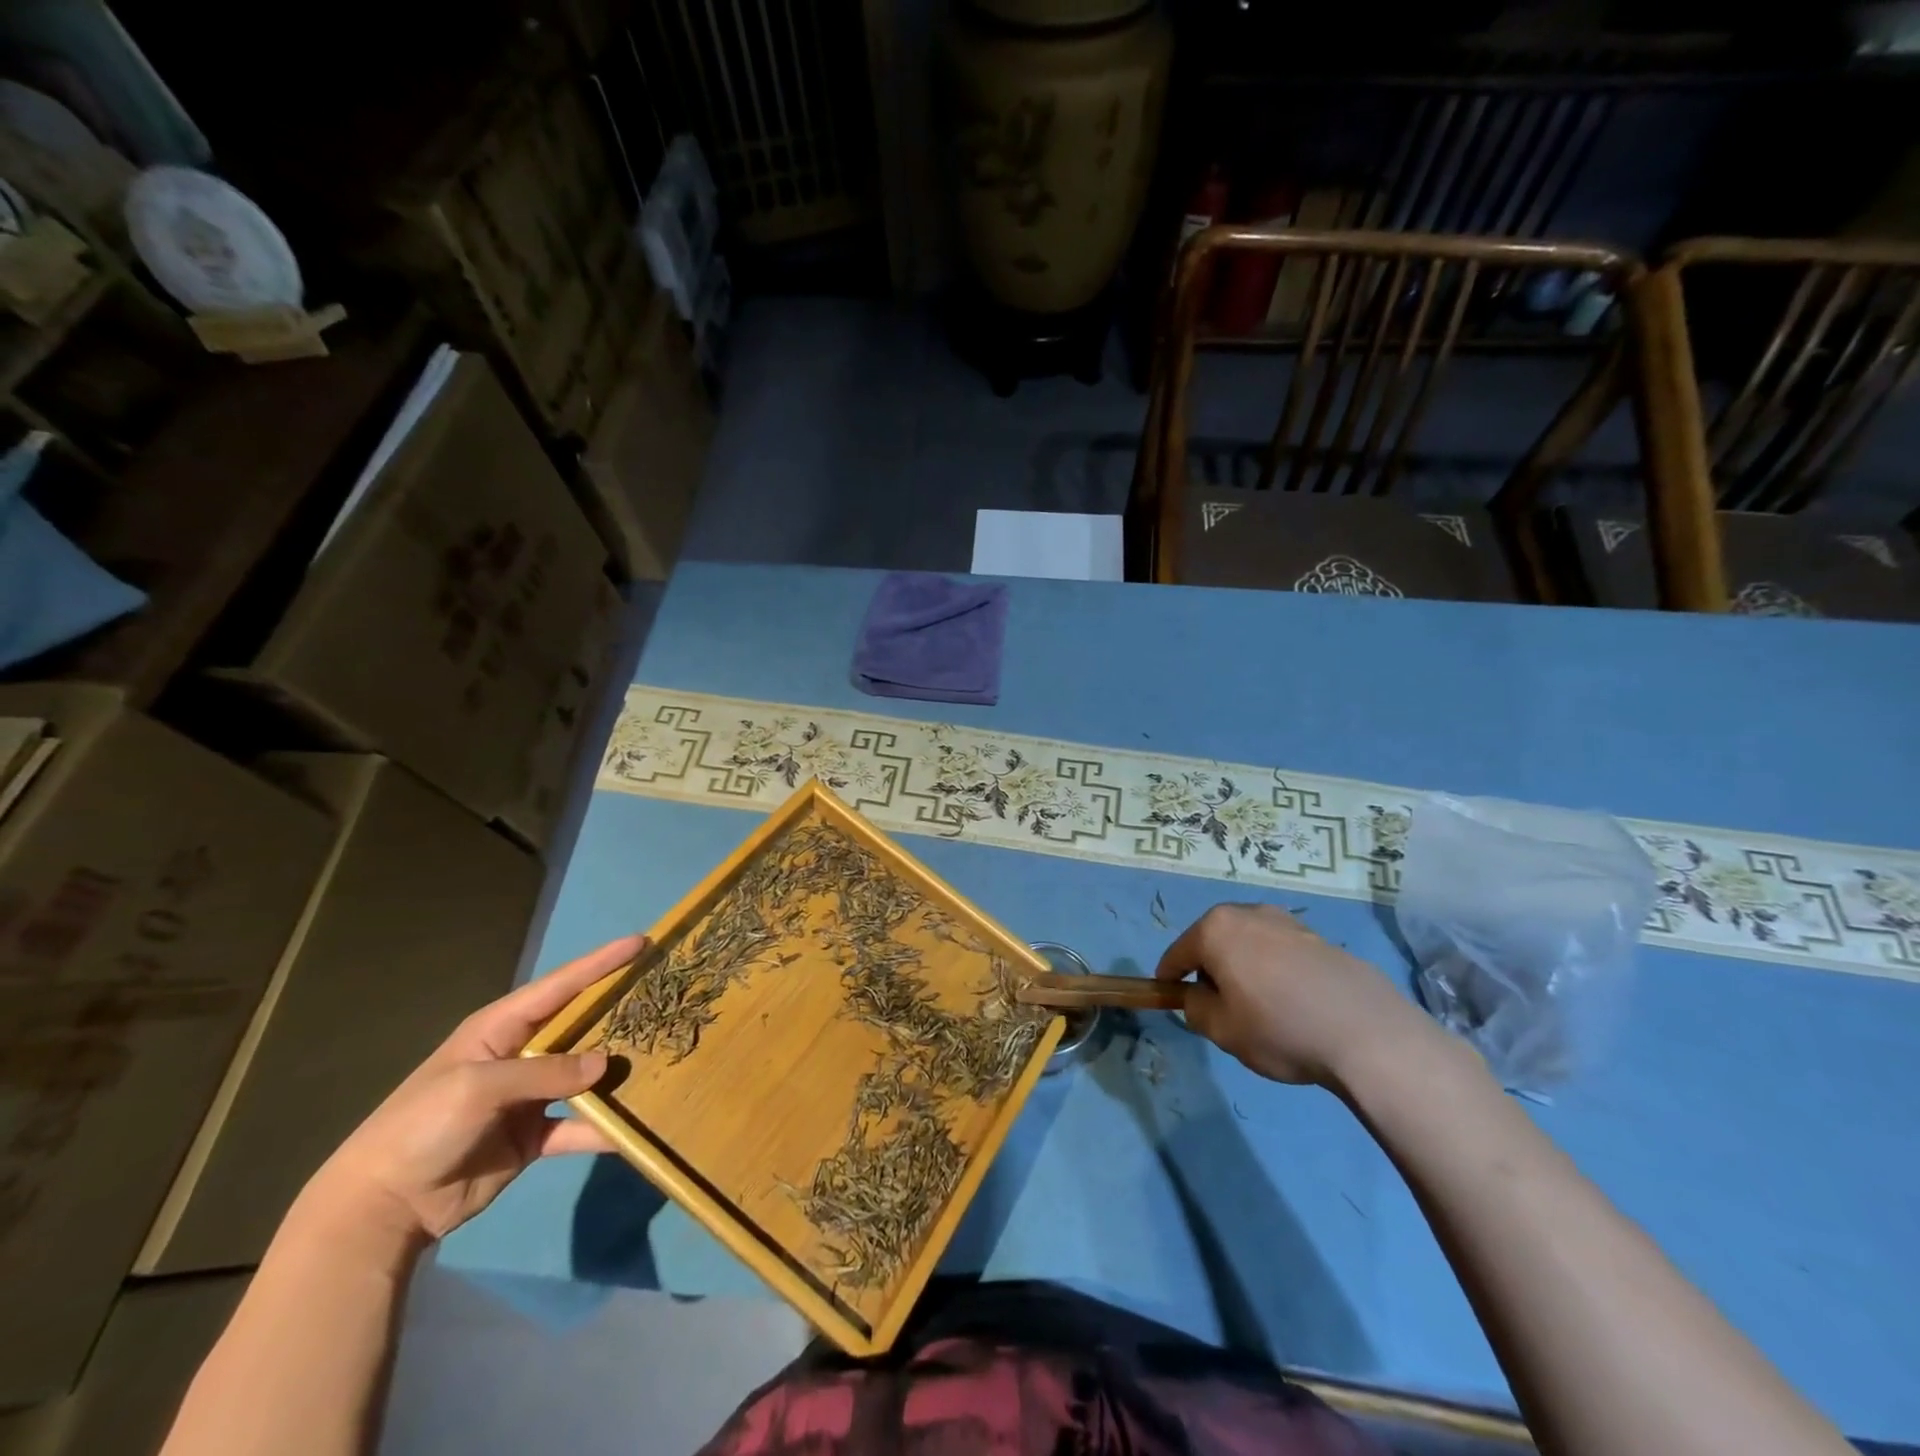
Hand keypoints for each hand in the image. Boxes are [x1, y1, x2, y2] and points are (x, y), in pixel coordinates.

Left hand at [306, 934, 644, 1243]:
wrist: (381, 1207)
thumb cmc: (421, 1126)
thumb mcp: (478, 1088)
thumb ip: (545, 1073)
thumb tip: (605, 1064)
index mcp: (501, 1029)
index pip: (561, 985)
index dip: (601, 963)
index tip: (642, 942)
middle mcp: (521, 1055)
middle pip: (580, 1026)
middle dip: (619, 1012)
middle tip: (665, 995)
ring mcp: (529, 1097)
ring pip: (585, 1075)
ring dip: (617, 1071)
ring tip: (661, 1058)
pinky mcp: (532, 1137)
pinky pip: (577, 1128)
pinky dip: (602, 1130)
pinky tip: (633, 1131)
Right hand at [1155, 904, 1432, 1086]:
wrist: (1368, 1033)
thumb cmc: (1280, 1029)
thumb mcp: (1221, 1029)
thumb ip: (1195, 1008)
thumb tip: (1197, 996)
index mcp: (1216, 929)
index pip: (1177, 953)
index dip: (1169, 979)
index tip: (1170, 1000)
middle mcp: (1248, 913)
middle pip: (1213, 942)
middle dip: (1210, 970)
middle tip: (1219, 1009)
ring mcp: (1287, 922)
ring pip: (1248, 945)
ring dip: (1244, 969)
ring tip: (1260, 1009)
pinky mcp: (1319, 938)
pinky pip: (1280, 953)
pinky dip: (1275, 972)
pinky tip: (1293, 1005)